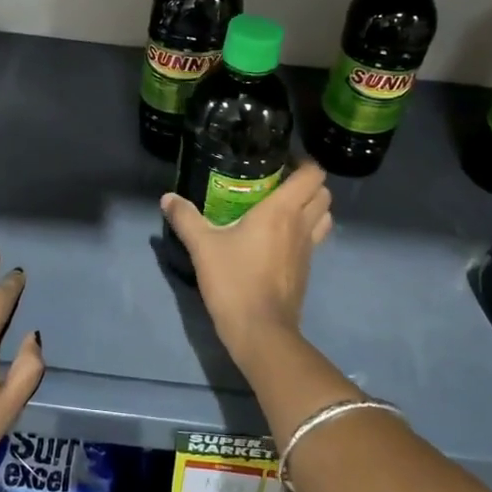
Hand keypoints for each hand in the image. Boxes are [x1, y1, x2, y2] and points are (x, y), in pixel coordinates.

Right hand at [160, 162, 332, 362]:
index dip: (303, 162)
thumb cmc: (234, 281)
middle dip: (308, 183)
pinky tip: (277, 237)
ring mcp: (308, 249)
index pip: (312, 174)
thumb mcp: (202, 247)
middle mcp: (301, 225)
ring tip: (282, 207)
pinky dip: (304, 230)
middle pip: (323, 193)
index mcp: (282, 210)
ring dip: (311, 207)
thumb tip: (167, 198)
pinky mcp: (305, 269)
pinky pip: (314, 239)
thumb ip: (185, 218)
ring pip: (324, 216)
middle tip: (278, 182)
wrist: (260, 331)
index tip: (281, 160)